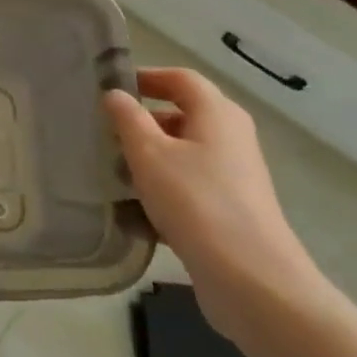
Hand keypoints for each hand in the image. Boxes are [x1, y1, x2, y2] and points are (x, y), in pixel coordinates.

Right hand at [105, 67, 324, 342]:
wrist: (251, 279)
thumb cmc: (195, 201)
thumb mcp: (149, 154)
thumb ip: (128, 119)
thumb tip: (115, 94)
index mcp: (217, 114)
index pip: (181, 79)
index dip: (147, 77)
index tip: (111, 88)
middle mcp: (231, 137)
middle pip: (183, 114)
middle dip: (142, 121)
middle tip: (104, 133)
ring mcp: (234, 175)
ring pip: (183, 153)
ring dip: (149, 158)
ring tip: (112, 173)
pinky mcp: (230, 209)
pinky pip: (189, 185)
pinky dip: (162, 188)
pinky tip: (134, 210)